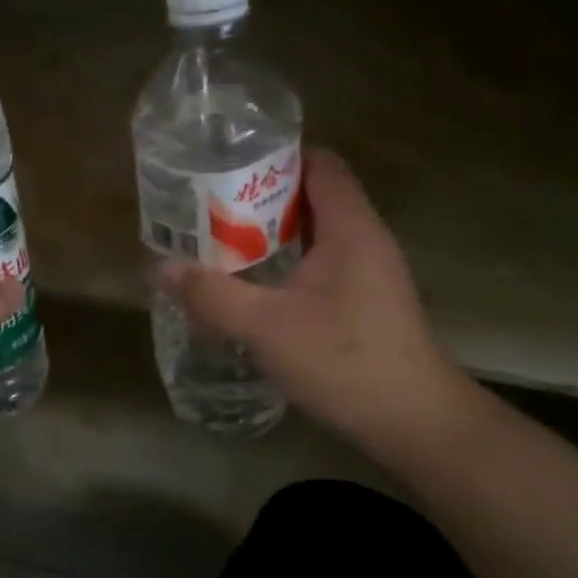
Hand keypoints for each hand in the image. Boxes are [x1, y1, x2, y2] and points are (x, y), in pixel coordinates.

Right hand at [163, 148, 466, 453]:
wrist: (414, 422)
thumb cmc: (344, 360)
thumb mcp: (265, 327)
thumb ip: (212, 295)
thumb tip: (163, 269)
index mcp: (349, 228)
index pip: (319, 164)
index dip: (276, 155)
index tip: (227, 163)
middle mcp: (365, 239)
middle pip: (313, 195)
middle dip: (261, 196)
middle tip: (210, 204)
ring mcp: (369, 272)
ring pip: (315, 233)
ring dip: (272, 233)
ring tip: (222, 239)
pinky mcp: (366, 301)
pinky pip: (321, 263)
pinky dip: (287, 261)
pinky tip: (255, 284)